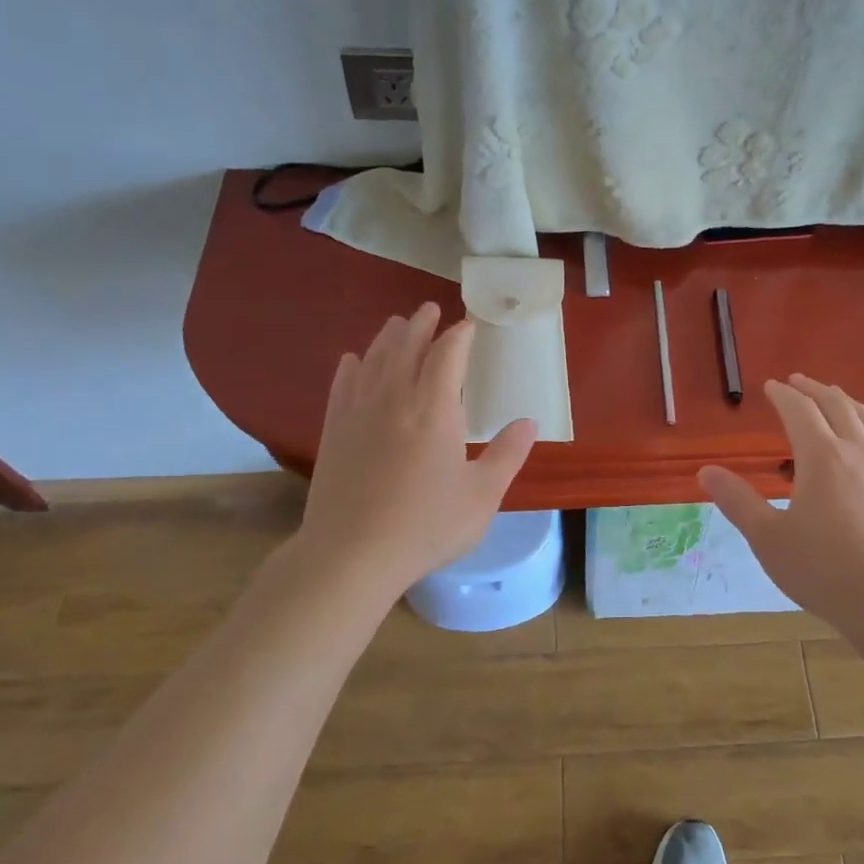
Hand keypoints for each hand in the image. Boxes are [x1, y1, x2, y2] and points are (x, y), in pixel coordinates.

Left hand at [294, 304, 536, 603]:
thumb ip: (507, 455)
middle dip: (421, 324)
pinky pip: (342, 385)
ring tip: (396, 324)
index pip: (448, 355)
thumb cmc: (425, 526)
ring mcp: (358, 413)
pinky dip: (351, 367)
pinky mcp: (334, 431)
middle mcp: (394, 399)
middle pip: (406, 346)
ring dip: (387, 338)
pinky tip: (352, 360)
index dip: (460, 335)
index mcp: (434, 409)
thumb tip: (529, 422)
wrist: (350, 555)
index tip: (469, 325)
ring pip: (373, 360)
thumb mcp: (481, 496)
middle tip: (429, 309)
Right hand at [698, 375, 863, 631]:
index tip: (771, 386)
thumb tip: (706, 472)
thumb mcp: (769, 539)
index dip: (783, 395)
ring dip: (845, 402)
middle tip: (799, 381)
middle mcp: (859, 451)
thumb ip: (738, 501)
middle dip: (815, 389)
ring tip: (834, 399)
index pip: (800, 411)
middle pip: (837, 405)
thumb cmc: (826, 571)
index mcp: (823, 457)